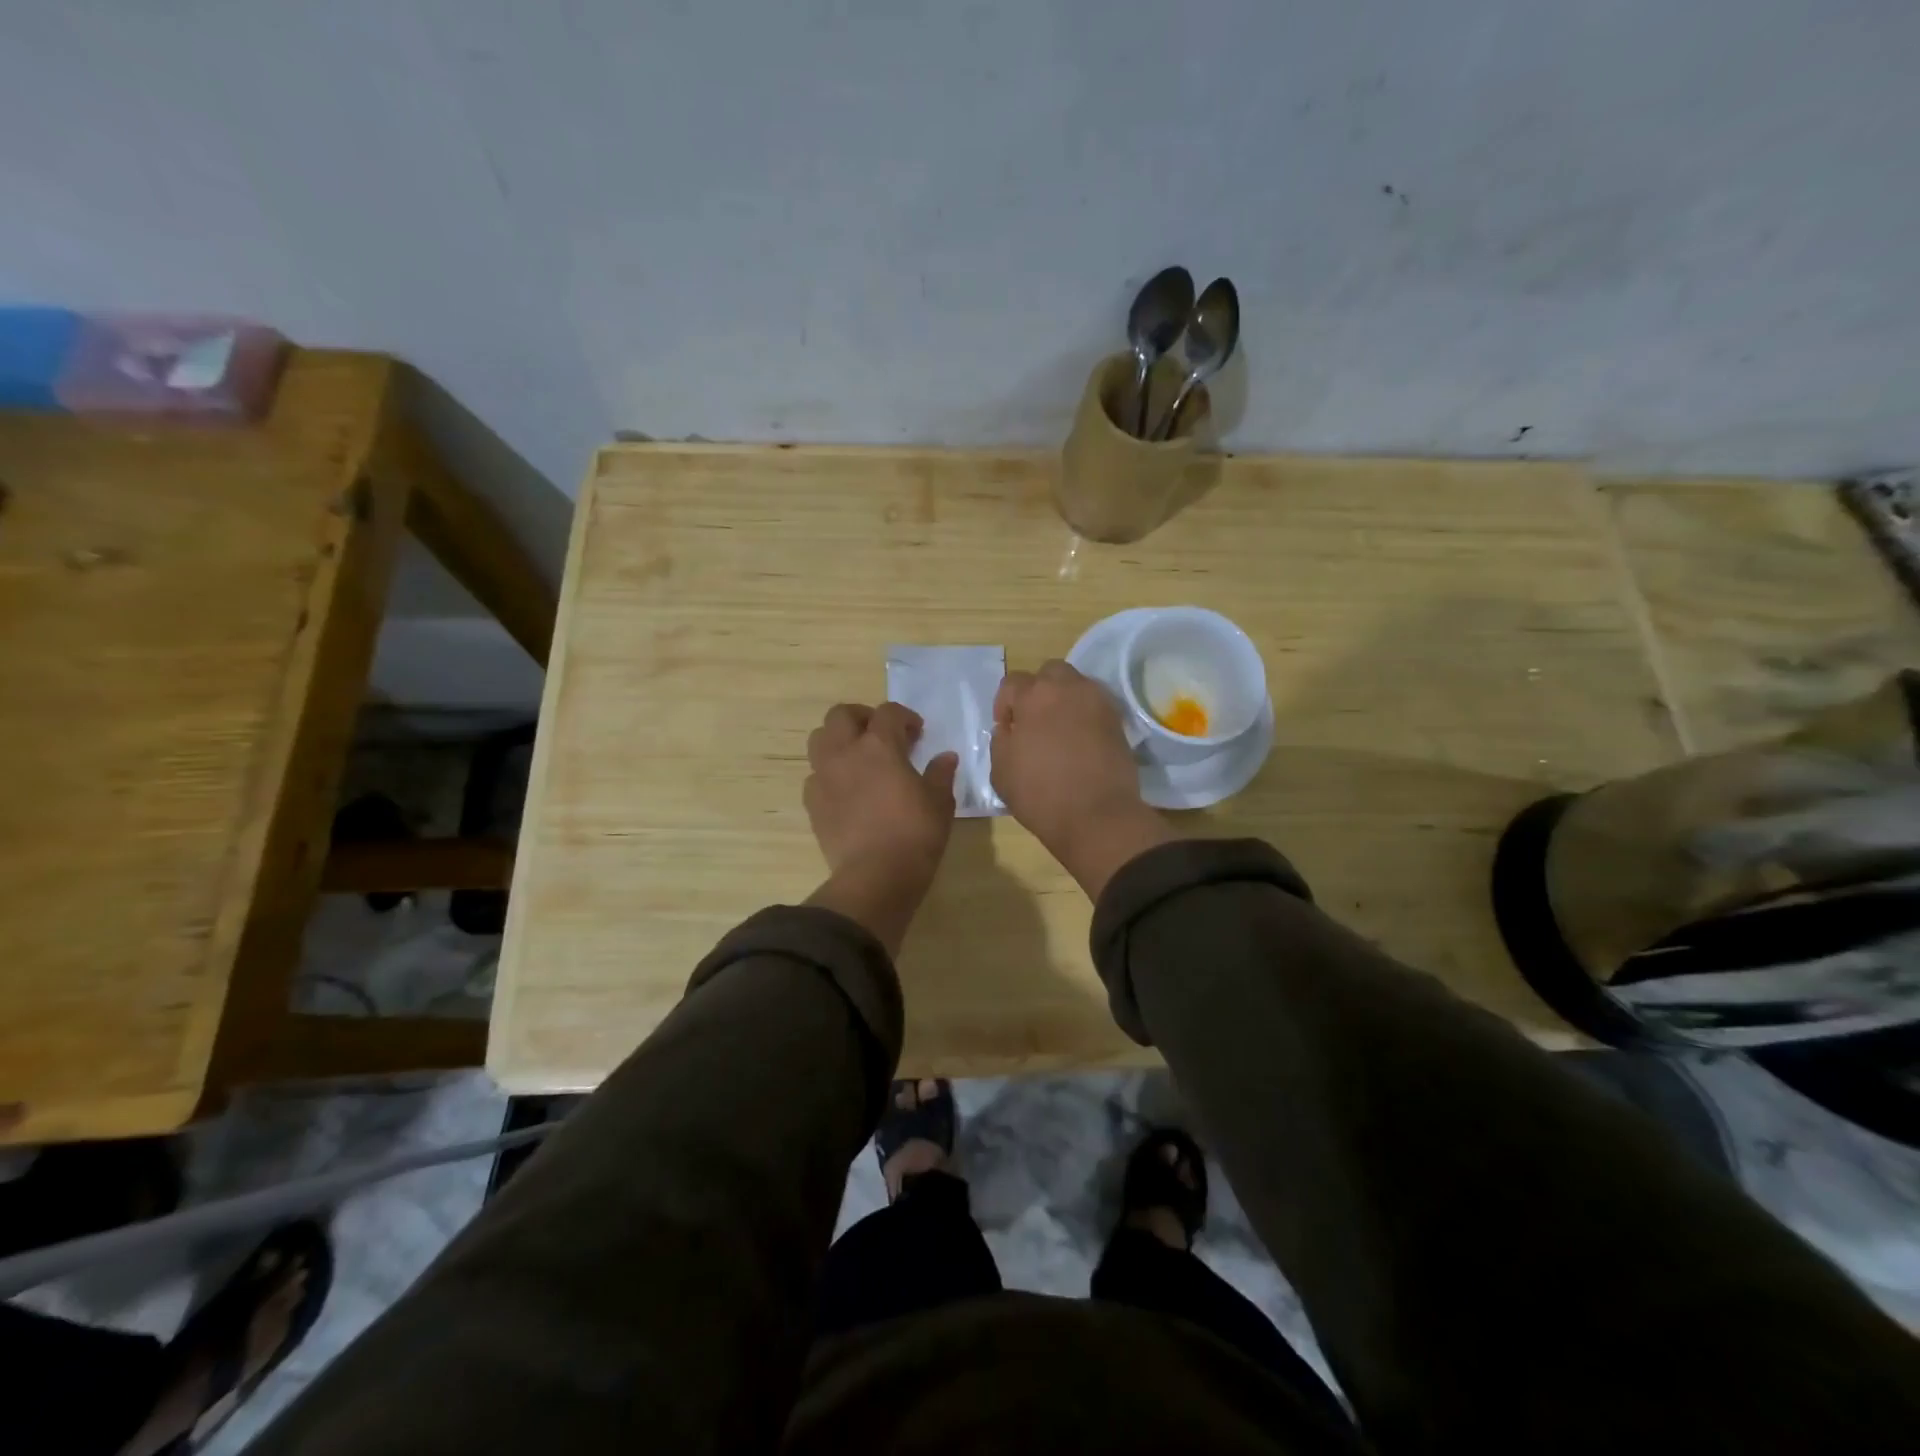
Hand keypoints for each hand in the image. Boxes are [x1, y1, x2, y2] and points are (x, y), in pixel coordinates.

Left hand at [803, 702, 957, 952]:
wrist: (876, 876)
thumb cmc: (915, 834)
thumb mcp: (939, 802)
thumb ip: (940, 774)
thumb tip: (945, 757)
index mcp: (879, 745)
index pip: (888, 712)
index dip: (904, 717)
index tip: (916, 733)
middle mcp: (845, 753)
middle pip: (841, 715)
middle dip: (861, 717)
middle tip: (880, 735)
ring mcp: (823, 777)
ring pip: (819, 739)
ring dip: (837, 740)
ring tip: (857, 758)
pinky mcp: (812, 803)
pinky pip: (815, 775)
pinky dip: (828, 774)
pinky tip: (845, 790)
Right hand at [991, 661, 1172, 897]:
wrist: (1097, 816)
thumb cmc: (1040, 794)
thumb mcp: (1001, 771)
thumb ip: (1001, 740)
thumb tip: (1009, 728)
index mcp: (1034, 696)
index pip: (1012, 683)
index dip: (1004, 704)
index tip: (1007, 728)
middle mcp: (1068, 688)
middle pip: (1049, 673)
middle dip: (1038, 691)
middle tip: (1034, 721)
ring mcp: (1098, 702)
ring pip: (1076, 685)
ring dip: (1064, 699)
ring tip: (1059, 729)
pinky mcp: (1118, 721)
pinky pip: (1095, 706)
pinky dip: (1085, 715)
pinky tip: (1079, 740)